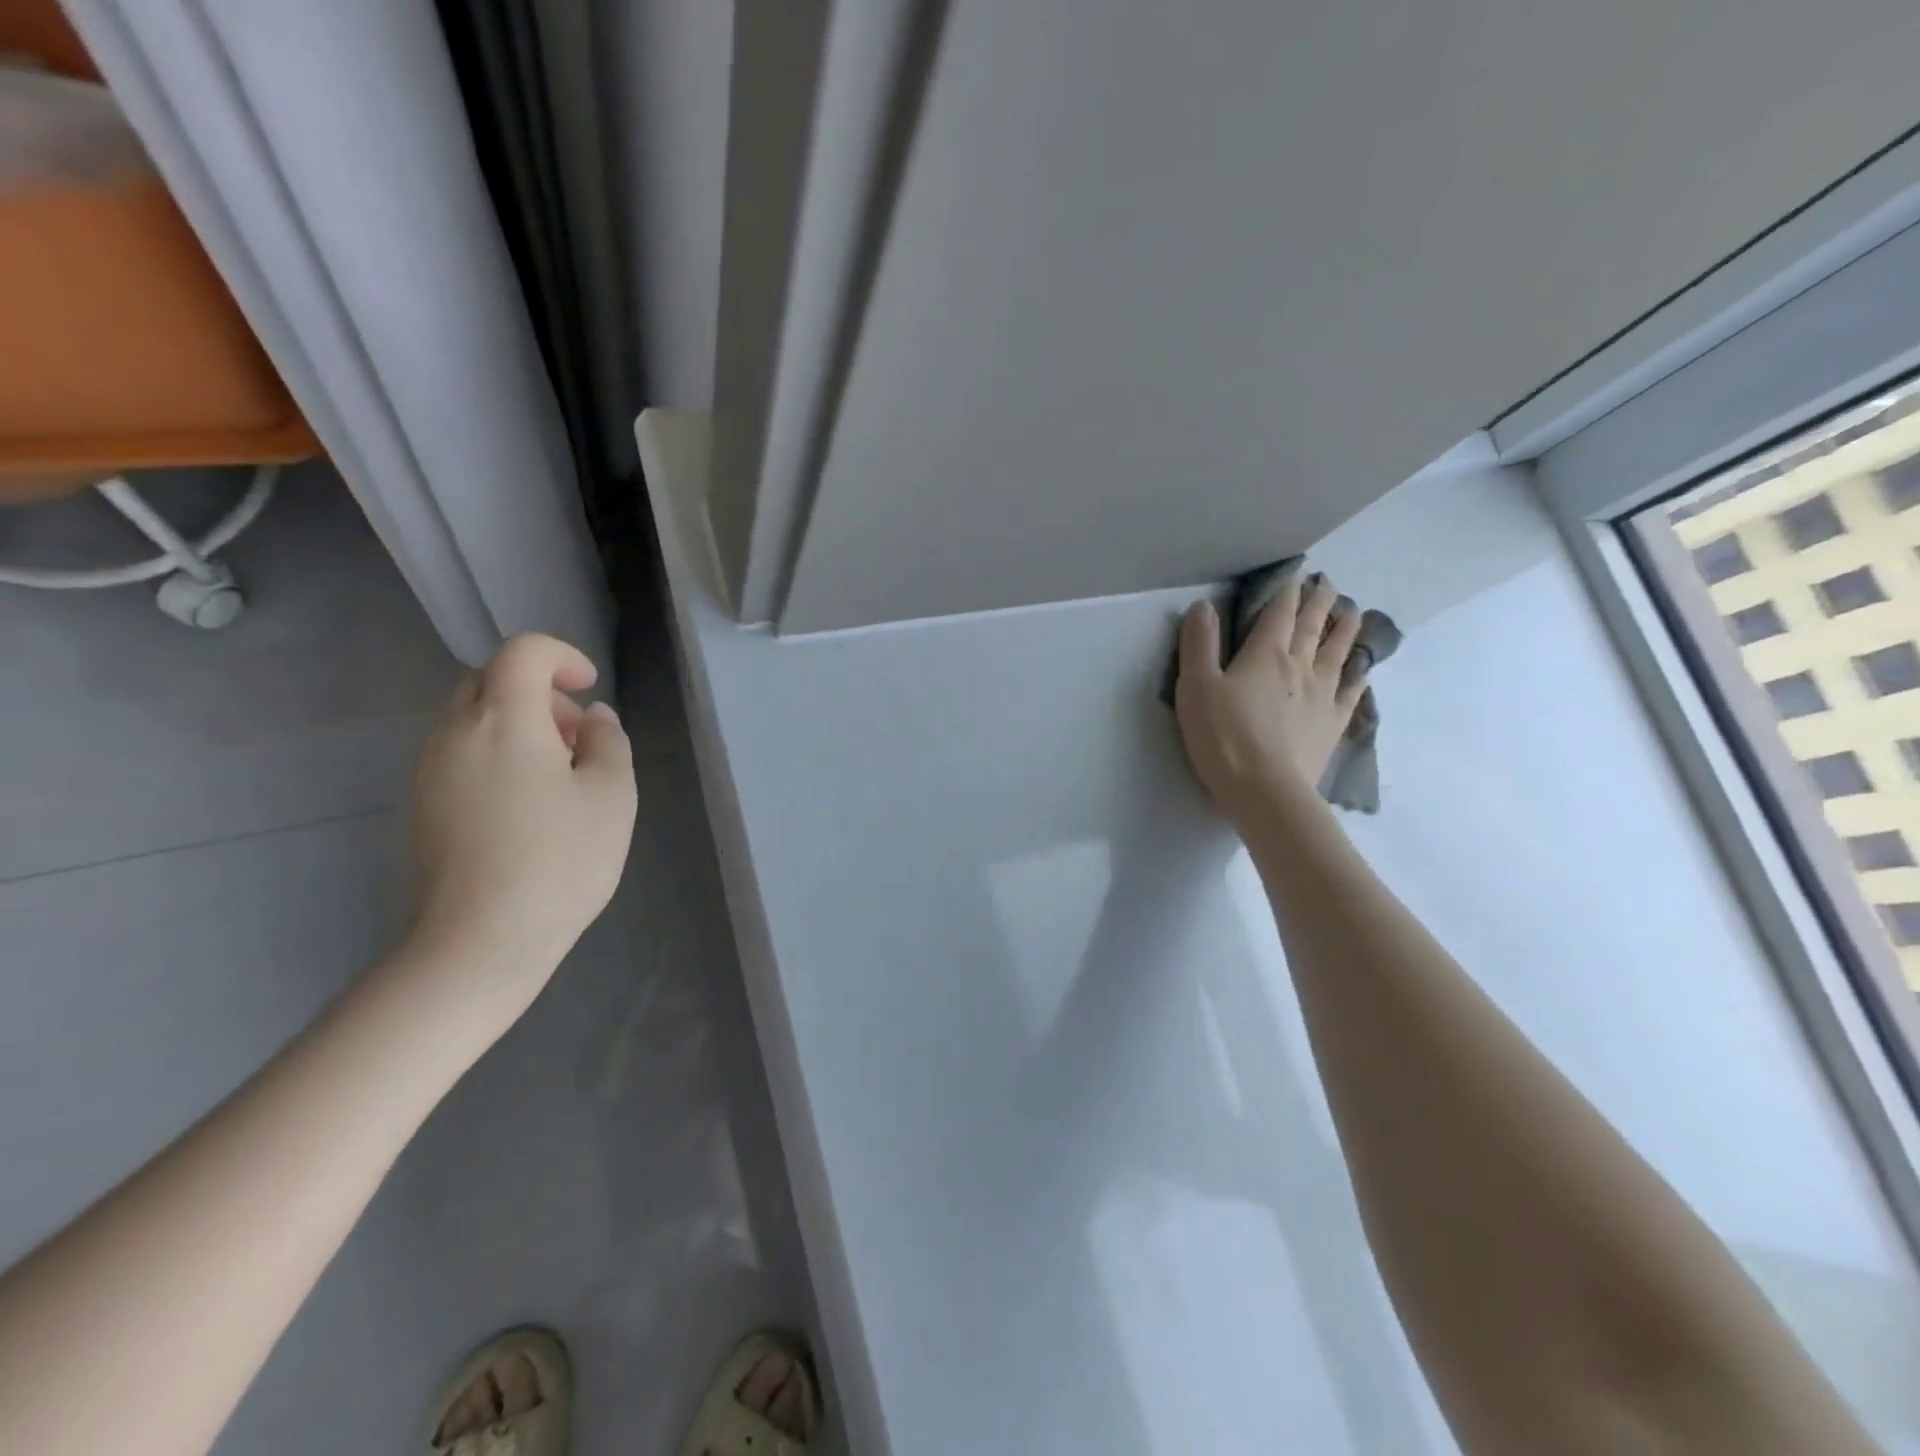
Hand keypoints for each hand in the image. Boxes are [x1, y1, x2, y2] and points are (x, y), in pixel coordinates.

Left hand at [404, 634, 637, 1015]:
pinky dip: (497, 753)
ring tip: (560, 775)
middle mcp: (455, 733)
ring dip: (519, 725)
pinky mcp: (422, 804)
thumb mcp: (612, 795)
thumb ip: (609, 742)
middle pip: (491, 680)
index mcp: (503, 720)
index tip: (590, 689)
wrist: (479, 940)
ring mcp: (430, 770)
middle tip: (579, 737)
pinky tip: (527, 805)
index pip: (522, 653)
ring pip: (473, 717)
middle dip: (541, 693)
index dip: (561, 657)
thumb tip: (592, 720)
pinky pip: (460, 753)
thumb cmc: (559, 860)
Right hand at [1174, 572, 1366, 822]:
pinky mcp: (1332, 723)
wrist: (1264, 789)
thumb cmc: (1222, 736)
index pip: (1279, 613)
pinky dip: (1358, 675)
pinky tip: (1363, 670)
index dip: (1287, 591)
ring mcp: (1321, 695)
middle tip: (1328, 583)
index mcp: (1265, 654)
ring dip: (1345, 629)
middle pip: (1312, 626)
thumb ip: (1199, 644)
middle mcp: (1299, 666)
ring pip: (1338, 652)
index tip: (1298, 573)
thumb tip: (1204, 605)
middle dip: (1319, 602)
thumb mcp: (1196, 686)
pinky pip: (1351, 692)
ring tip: (1353, 611)